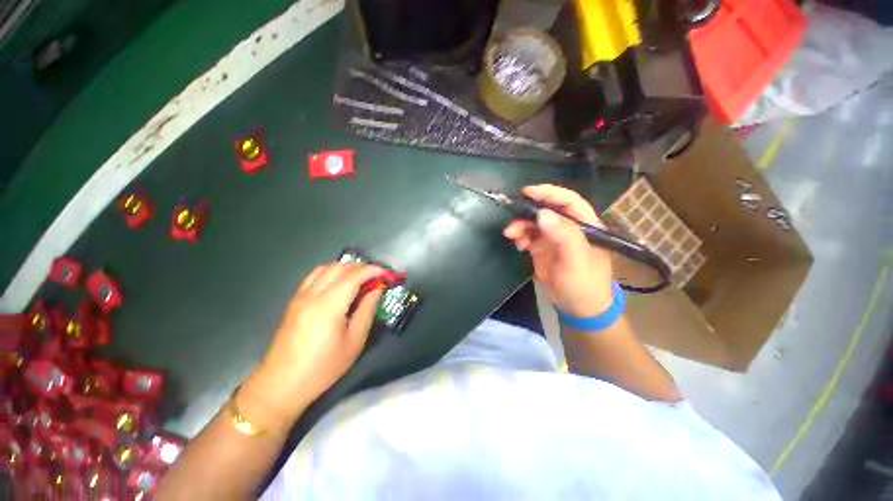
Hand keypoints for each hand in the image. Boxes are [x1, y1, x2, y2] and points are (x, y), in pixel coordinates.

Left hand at [239, 263, 384, 431]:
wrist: (282, 384)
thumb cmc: (324, 366)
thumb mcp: (355, 341)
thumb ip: (367, 310)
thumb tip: (377, 289)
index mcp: (330, 304)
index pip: (355, 275)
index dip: (373, 270)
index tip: (386, 273)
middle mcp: (313, 294)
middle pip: (339, 267)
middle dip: (360, 267)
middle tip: (374, 278)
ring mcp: (300, 296)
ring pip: (325, 268)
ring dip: (345, 268)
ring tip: (358, 280)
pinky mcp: (293, 302)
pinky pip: (313, 276)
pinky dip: (330, 273)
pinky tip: (337, 286)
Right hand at [503, 184, 613, 316]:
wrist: (578, 309)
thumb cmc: (584, 284)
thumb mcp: (577, 260)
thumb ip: (564, 235)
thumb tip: (542, 214)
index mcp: (585, 225)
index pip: (568, 201)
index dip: (548, 193)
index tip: (527, 192)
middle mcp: (569, 228)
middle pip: (547, 210)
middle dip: (528, 212)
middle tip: (512, 216)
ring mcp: (554, 238)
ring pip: (534, 223)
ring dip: (521, 226)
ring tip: (511, 234)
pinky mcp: (542, 248)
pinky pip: (528, 236)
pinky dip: (520, 237)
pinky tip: (518, 245)